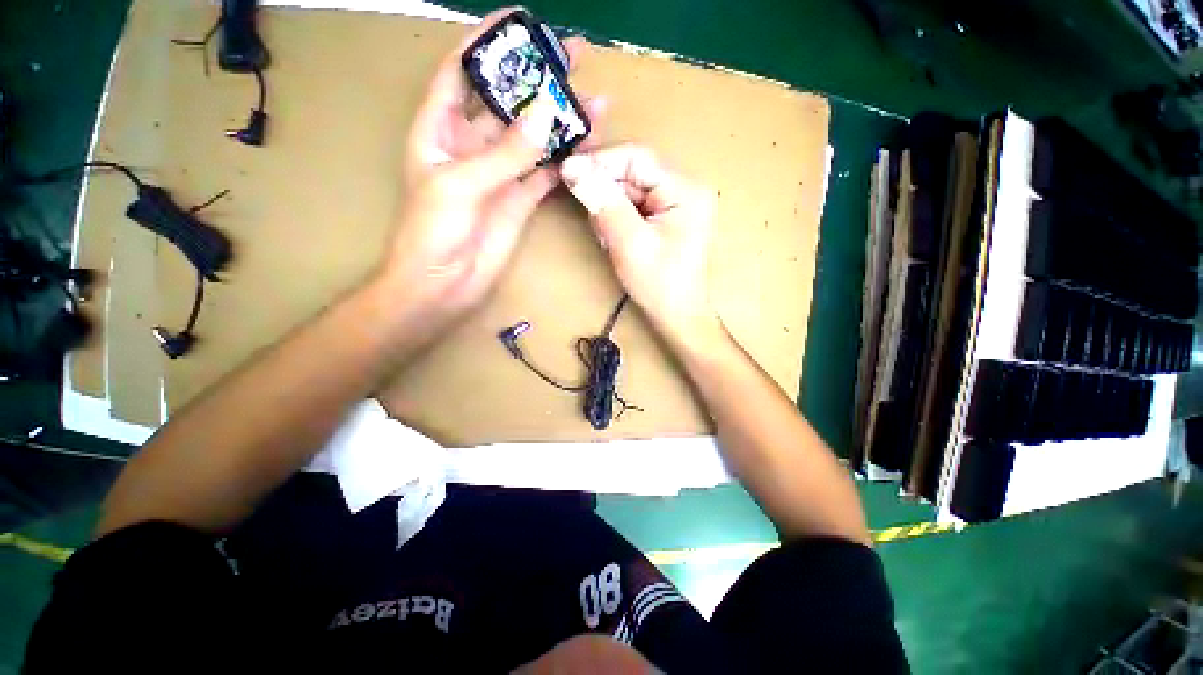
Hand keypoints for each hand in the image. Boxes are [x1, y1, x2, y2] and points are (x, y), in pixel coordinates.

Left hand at [375, 9, 598, 344]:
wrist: (445, 283)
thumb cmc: (433, 232)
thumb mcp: (461, 184)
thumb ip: (505, 153)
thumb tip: (547, 114)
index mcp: (441, 129)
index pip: (462, 72)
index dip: (486, 43)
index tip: (519, 20)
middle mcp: (472, 145)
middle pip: (508, 100)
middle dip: (537, 77)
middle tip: (573, 55)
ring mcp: (500, 173)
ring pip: (534, 137)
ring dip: (561, 119)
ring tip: (593, 100)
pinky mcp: (520, 199)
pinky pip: (545, 171)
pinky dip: (564, 158)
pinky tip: (586, 143)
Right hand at [560, 144, 718, 340]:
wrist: (677, 315)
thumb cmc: (659, 285)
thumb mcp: (629, 243)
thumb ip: (603, 202)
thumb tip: (572, 167)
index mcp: (685, 189)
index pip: (637, 158)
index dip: (600, 161)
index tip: (568, 171)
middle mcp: (685, 188)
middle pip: (634, 172)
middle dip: (605, 189)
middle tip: (585, 209)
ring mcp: (677, 202)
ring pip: (631, 188)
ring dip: (609, 205)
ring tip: (604, 233)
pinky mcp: (667, 216)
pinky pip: (635, 204)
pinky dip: (617, 216)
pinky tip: (613, 236)